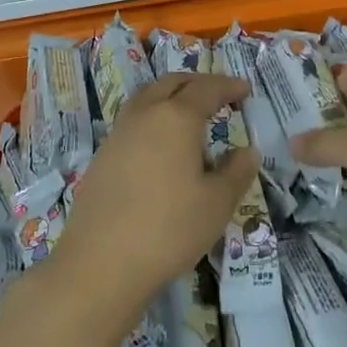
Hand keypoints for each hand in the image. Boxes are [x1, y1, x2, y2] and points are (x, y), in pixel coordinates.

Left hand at [50, 72, 258, 320]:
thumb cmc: (168, 229)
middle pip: (172, 83)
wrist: (100, 263)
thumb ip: (237, 172)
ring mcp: (119, 133)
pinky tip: (160, 144)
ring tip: (188, 112)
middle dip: (197, 83)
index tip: (245, 90)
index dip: (228, 87)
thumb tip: (247, 151)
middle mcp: (145, 114)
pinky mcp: (102, 155)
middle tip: (219, 94)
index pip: (207, 90)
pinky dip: (153, 117)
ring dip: (171, 95)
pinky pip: (133, 120)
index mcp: (176, 117)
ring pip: (148, 97)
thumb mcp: (217, 204)